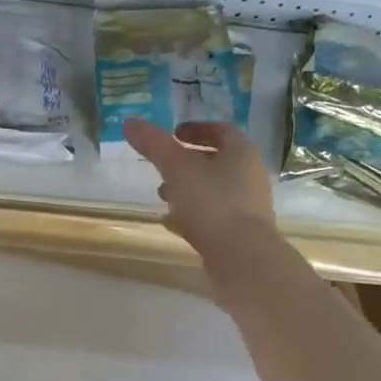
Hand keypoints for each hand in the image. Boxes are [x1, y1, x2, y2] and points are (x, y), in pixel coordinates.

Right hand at [122, 118, 279, 266]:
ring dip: (189, 188)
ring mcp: (249, 207)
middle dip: (188, 161)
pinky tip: (172, 223)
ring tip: (163, 196)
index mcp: (241, 153)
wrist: (242, 258)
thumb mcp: (176, 168)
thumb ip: (154, 144)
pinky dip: (194, 213)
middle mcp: (250, 176)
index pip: (221, 130)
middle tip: (163, 165)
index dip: (196, 129)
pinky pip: (215, 215)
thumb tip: (130, 121)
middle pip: (218, 161)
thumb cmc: (212, 203)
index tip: (173, 134)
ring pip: (215, 189)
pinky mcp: (242, 233)